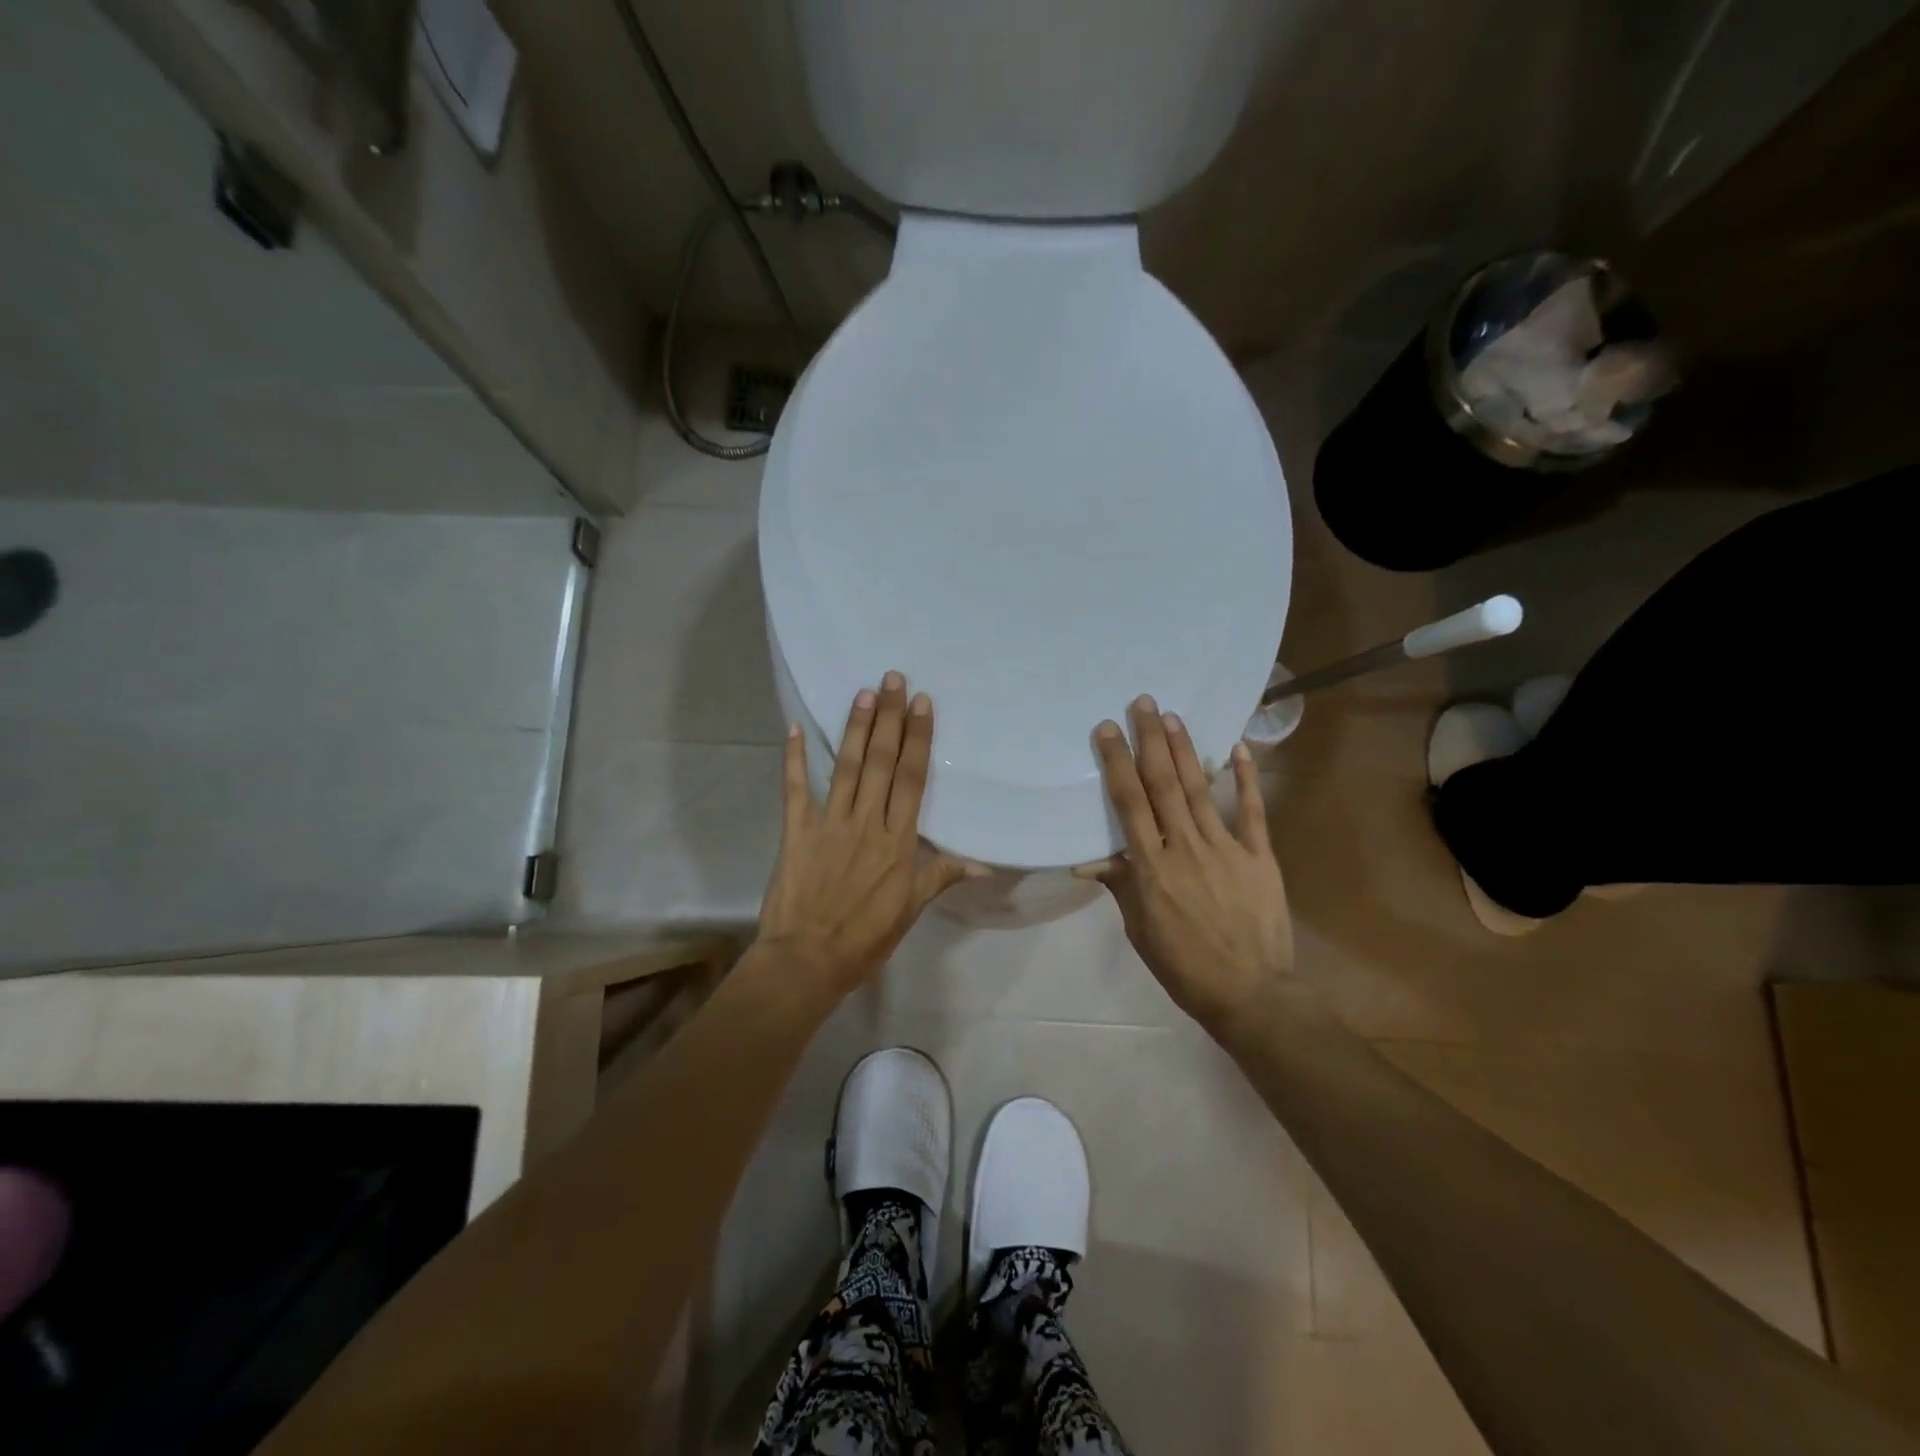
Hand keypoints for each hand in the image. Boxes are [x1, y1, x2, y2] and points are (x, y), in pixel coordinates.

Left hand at [757, 672, 982, 995]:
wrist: (807, 960)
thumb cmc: (865, 939)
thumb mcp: (910, 910)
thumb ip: (940, 876)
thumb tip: (983, 864)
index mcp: (898, 841)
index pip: (912, 779)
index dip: (918, 739)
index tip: (921, 704)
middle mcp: (867, 822)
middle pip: (880, 762)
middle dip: (888, 718)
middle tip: (892, 679)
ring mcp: (829, 823)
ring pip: (845, 766)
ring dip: (854, 727)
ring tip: (862, 692)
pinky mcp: (796, 831)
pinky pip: (795, 789)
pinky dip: (793, 758)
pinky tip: (793, 728)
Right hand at [1076, 695, 1293, 1035]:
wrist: (1251, 993)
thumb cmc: (1184, 965)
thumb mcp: (1140, 929)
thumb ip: (1121, 885)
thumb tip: (1089, 859)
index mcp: (1152, 868)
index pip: (1129, 804)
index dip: (1117, 763)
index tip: (1107, 730)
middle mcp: (1185, 848)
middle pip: (1163, 785)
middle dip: (1149, 741)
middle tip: (1141, 703)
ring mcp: (1226, 849)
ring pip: (1199, 789)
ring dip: (1185, 750)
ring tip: (1172, 716)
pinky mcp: (1259, 856)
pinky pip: (1250, 811)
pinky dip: (1244, 778)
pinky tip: (1236, 747)